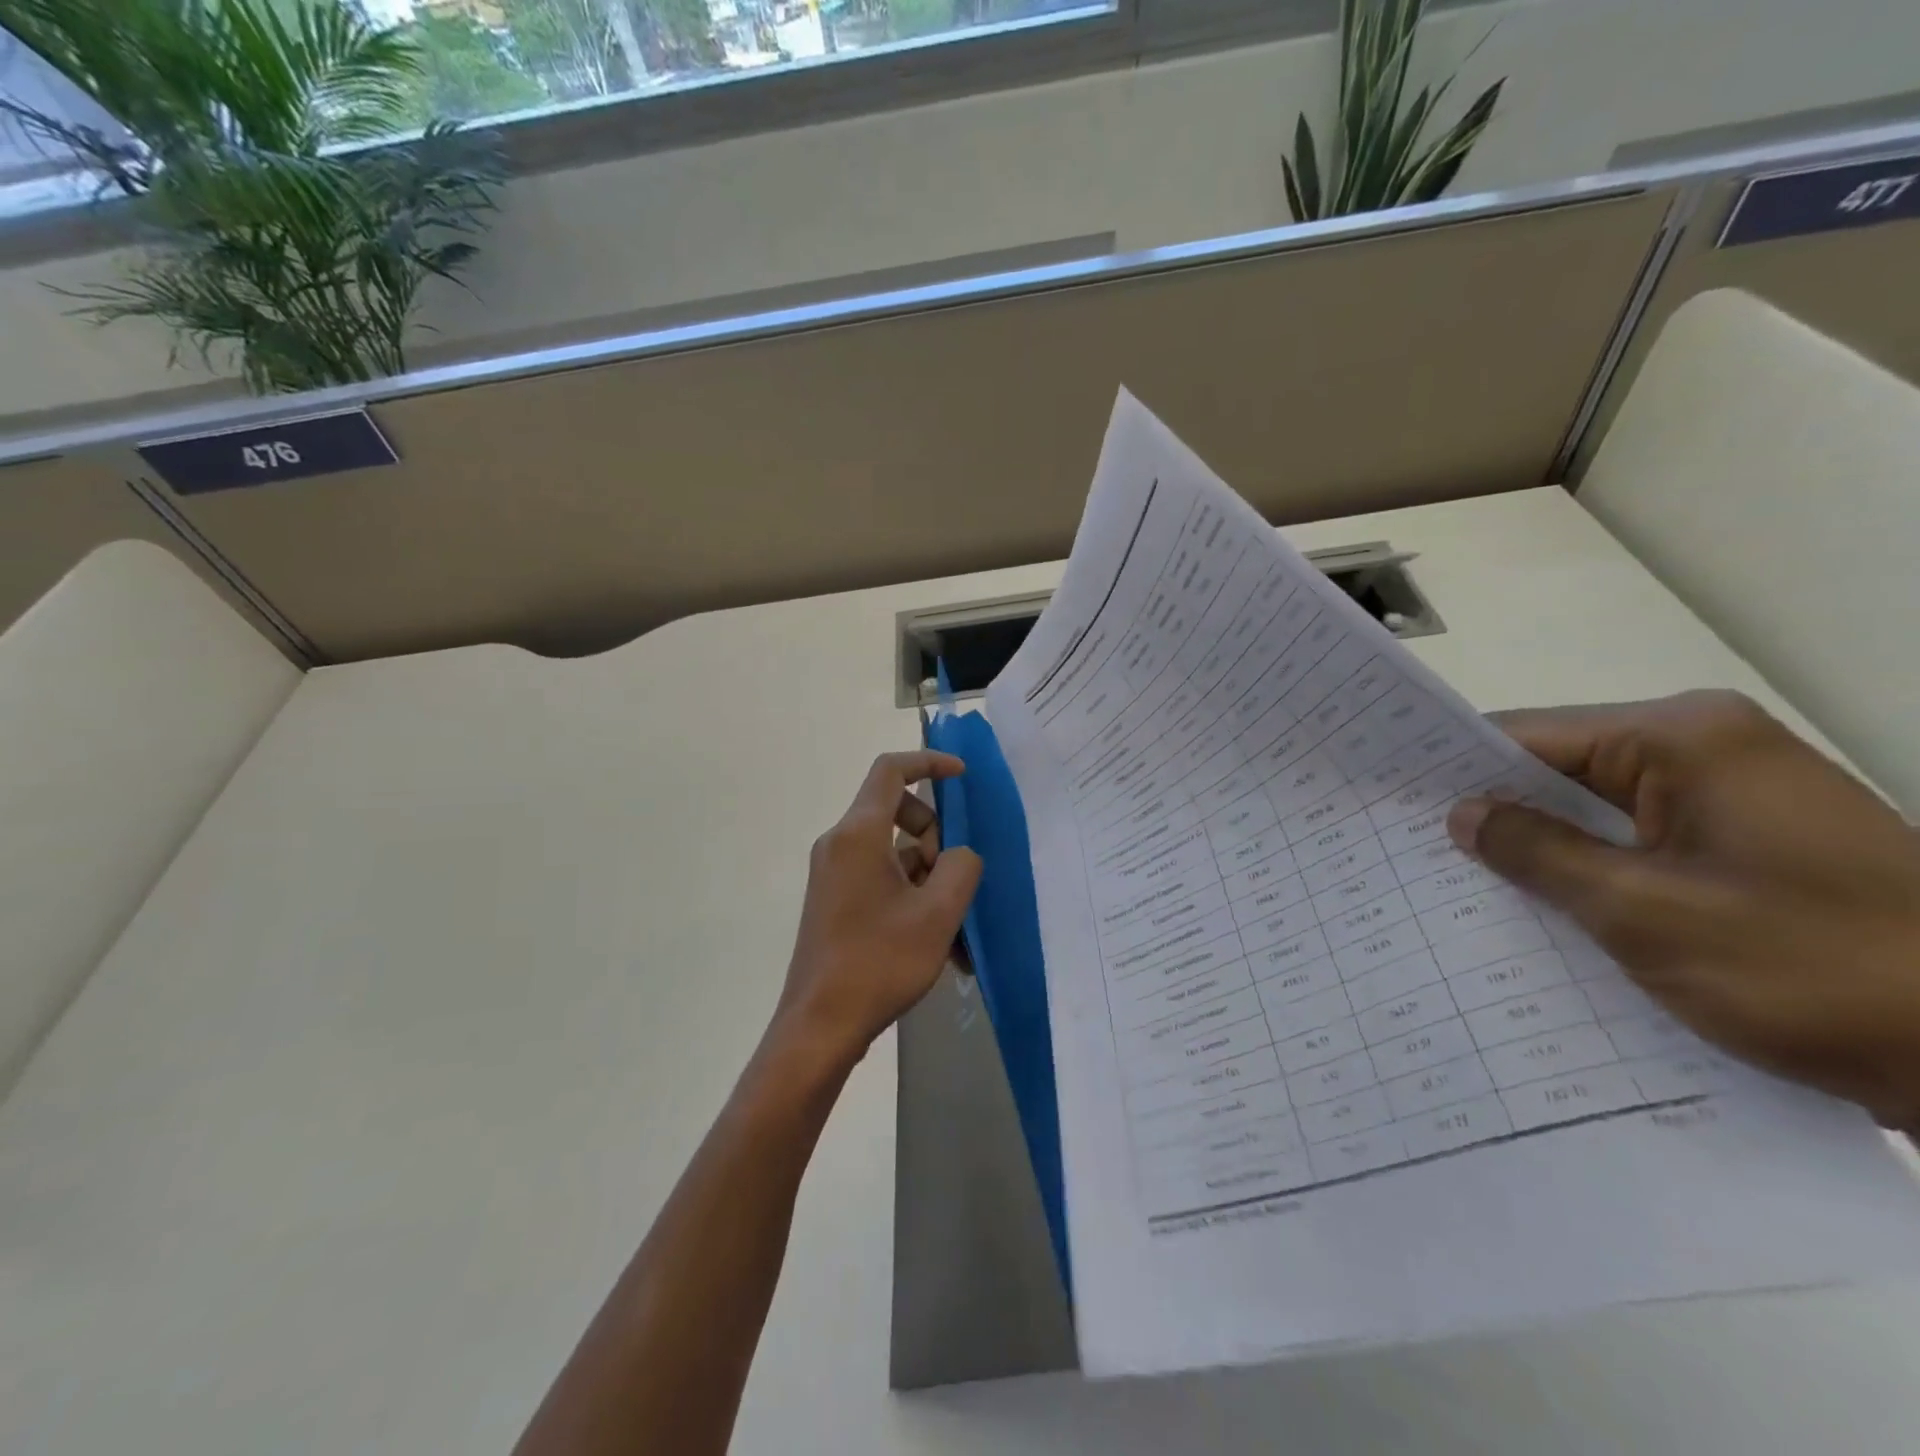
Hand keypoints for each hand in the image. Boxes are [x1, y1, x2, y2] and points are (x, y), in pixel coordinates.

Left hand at [771, 750, 982, 1070]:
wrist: (820, 1026)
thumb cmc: (879, 962)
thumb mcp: (938, 913)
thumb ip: (960, 867)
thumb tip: (957, 856)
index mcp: (858, 834)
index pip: (891, 771)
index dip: (929, 763)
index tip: (962, 776)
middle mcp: (839, 844)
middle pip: (896, 810)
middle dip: (934, 834)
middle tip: (950, 878)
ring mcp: (833, 873)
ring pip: (892, 849)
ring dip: (927, 873)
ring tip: (952, 927)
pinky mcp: (834, 899)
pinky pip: (880, 877)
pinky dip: (910, 894)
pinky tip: (936, 942)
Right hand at [1447, 691, 1919, 1127]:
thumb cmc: (1816, 970)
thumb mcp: (1644, 913)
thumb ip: (1538, 853)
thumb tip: (1461, 815)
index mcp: (1683, 739)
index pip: (1527, 736)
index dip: (1453, 768)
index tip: (1389, 801)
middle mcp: (1707, 750)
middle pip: (1559, 769)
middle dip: (1492, 811)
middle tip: (1409, 848)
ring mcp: (1734, 797)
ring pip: (1595, 810)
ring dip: (1540, 846)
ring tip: (1458, 880)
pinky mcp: (1748, 843)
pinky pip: (1635, 841)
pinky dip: (1588, 868)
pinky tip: (1541, 904)